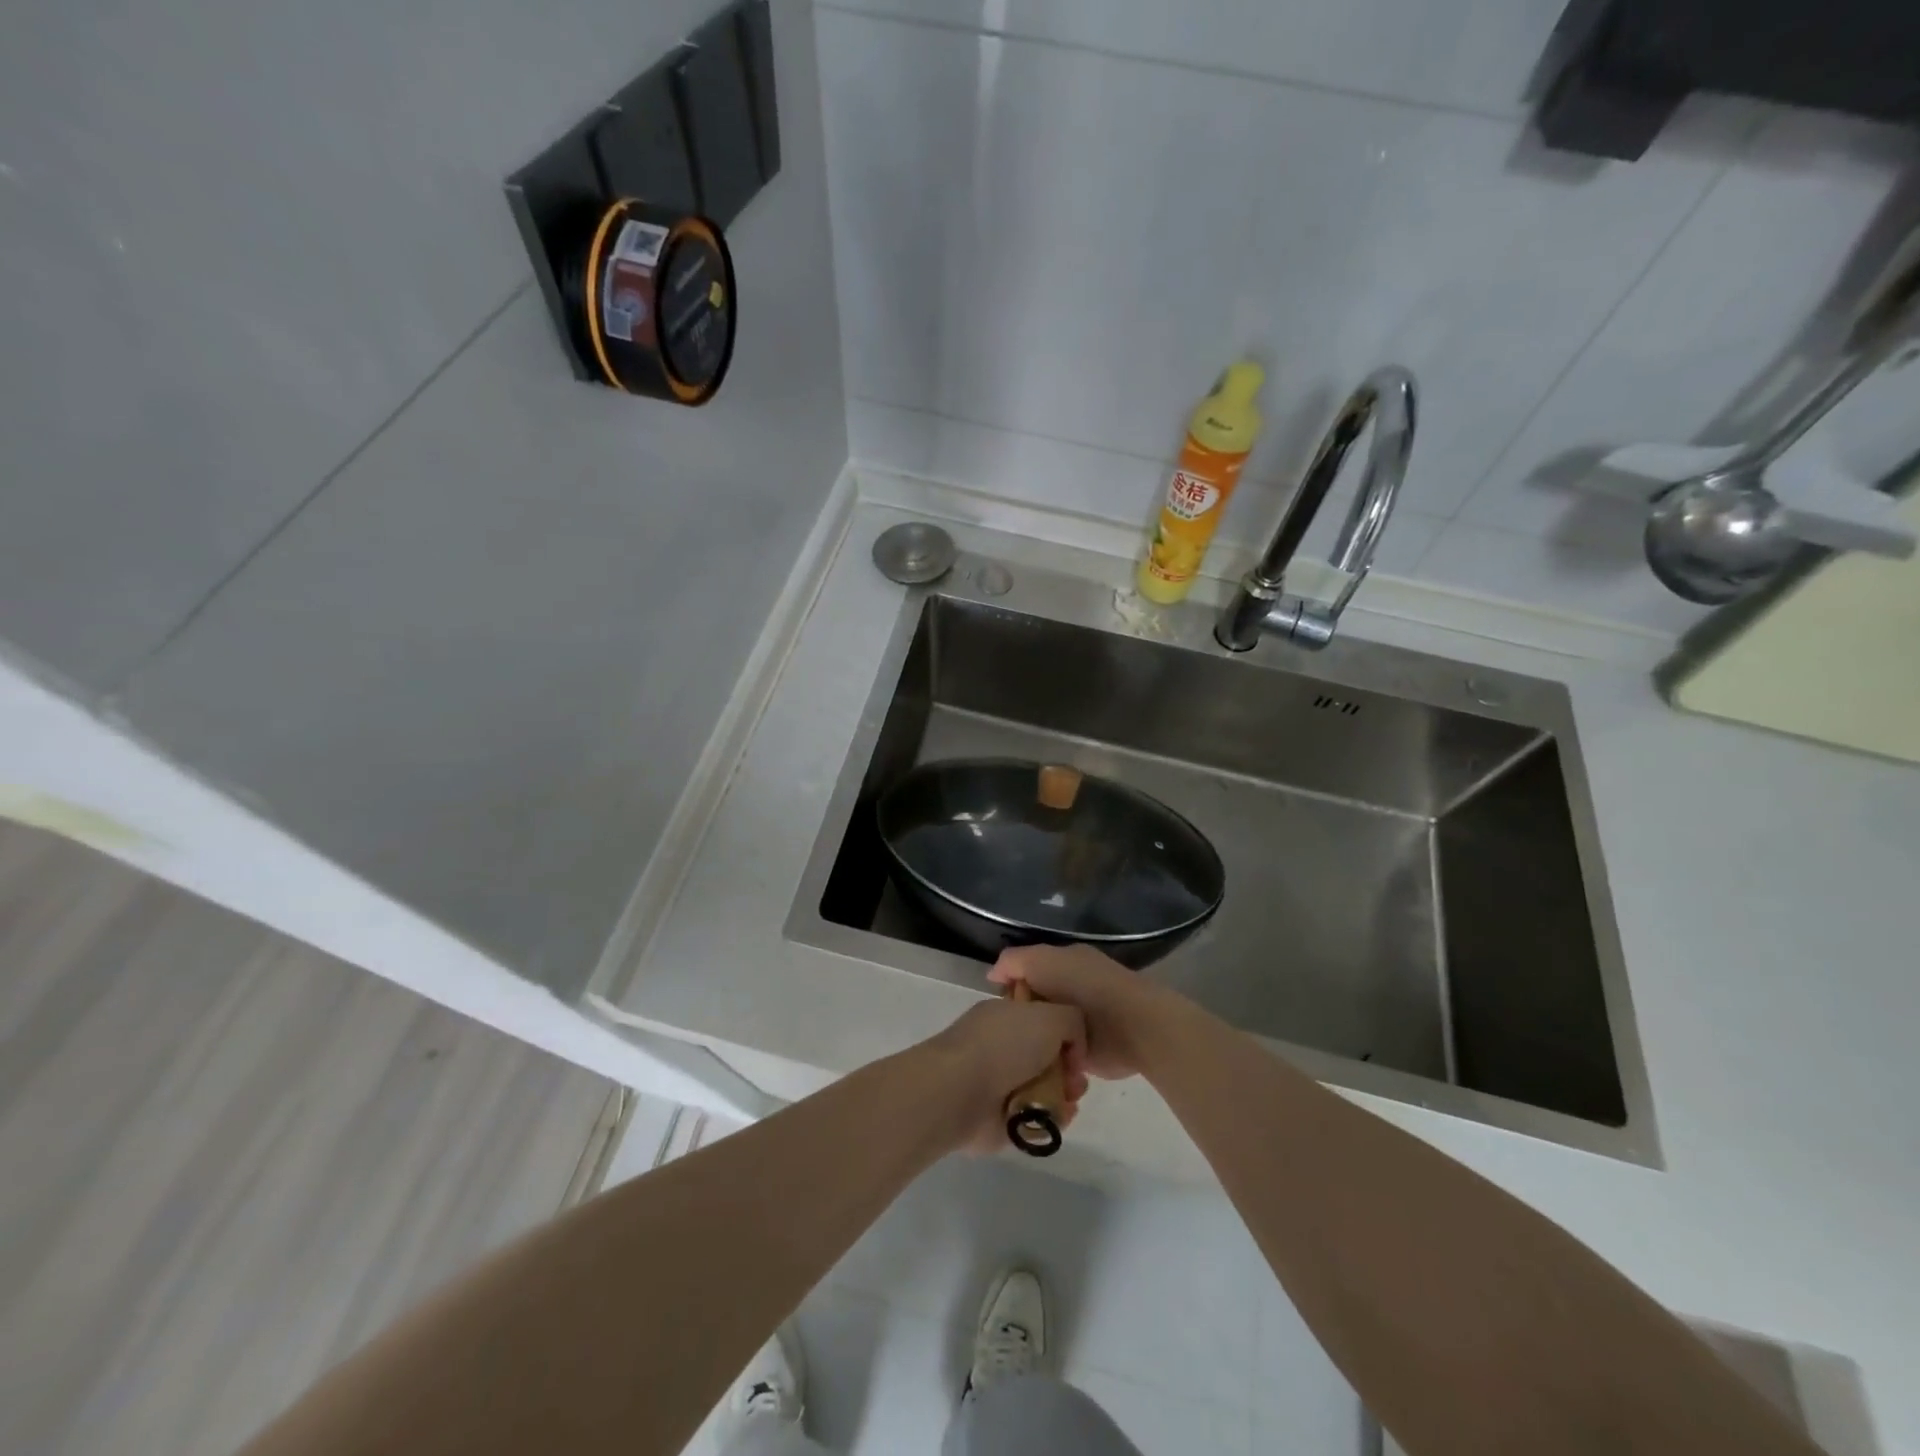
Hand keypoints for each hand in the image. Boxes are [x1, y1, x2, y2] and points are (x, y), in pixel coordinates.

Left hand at [927, 995, 1088, 1151]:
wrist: (960, 1091)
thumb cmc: (1004, 1046)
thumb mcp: (1050, 1015)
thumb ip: (1072, 1021)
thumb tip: (1073, 1048)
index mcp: (1006, 1015)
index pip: (1043, 1019)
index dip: (1066, 1033)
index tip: (1077, 1049)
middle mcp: (1002, 1046)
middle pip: (1048, 1057)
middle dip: (1069, 1069)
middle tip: (1077, 1081)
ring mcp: (999, 1083)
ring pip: (1045, 1088)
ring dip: (1064, 1096)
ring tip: (1070, 1101)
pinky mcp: (1000, 1118)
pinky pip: (1036, 1118)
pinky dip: (1051, 1119)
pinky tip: (1059, 1118)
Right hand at [988, 945, 1170, 1080]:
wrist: (1133, 1027)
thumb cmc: (1087, 988)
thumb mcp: (1043, 961)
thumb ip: (1015, 962)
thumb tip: (993, 975)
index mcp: (1065, 964)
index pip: (1027, 974)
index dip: (1010, 988)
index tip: (996, 1007)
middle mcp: (1072, 992)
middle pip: (1034, 1005)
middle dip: (1020, 1019)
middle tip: (1004, 1036)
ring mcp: (1080, 1024)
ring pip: (1044, 1033)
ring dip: (1034, 1044)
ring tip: (1015, 1057)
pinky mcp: (1086, 1053)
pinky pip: (1057, 1057)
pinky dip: (1047, 1062)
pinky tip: (1034, 1070)